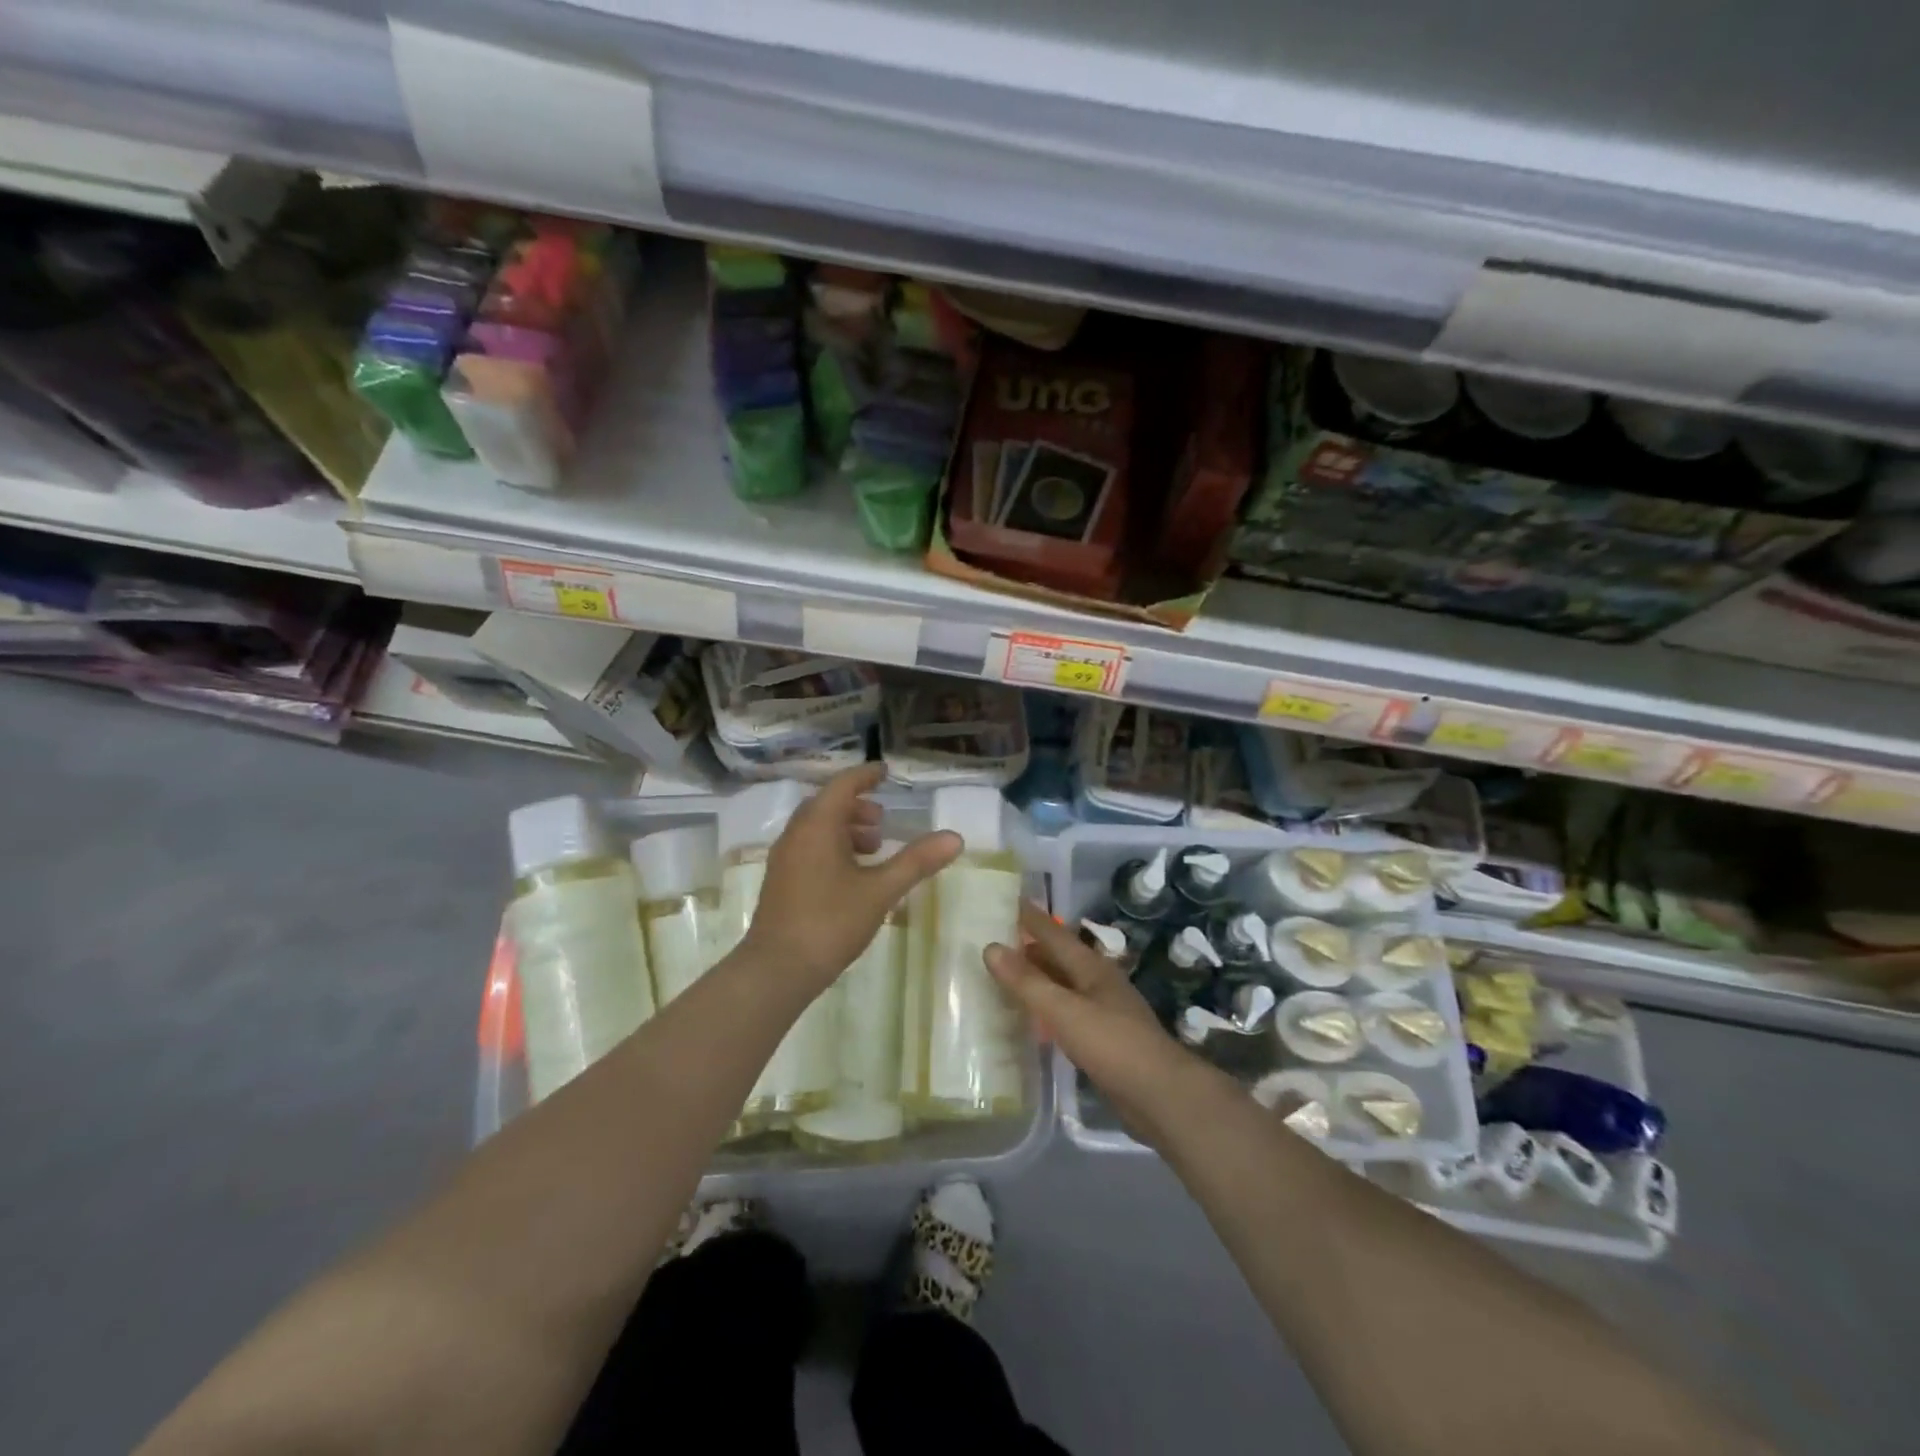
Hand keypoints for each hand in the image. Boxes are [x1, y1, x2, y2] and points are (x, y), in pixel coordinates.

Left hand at [741, 764, 960, 994]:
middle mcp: (796, 834)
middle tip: (883, 820)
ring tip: (874, 848)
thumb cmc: (830, 922)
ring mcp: (784, 859)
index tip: (885, 771)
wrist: (776, 970)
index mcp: (817, 826)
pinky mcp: (781, 881)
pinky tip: (852, 875)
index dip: (865, 776)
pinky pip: (808, 847)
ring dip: (845, 829)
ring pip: (816, 828)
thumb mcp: (880, 890)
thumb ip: (916, 861)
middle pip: (826, 805)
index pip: (842, 785)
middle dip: (856, 806)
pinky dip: (832, 846)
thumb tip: (955, 837)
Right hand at [986, 904, 1209, 1140]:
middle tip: (995, 940)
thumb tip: (990, 947)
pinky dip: (1046, 1008)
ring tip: (1005, 977)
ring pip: (1062, 985)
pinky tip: (1031, 1020)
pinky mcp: (1103, 1039)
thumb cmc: (1112, 1044)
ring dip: (1037, 978)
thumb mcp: (1064, 1011)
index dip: (1031, 917)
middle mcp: (1098, 982)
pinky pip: (1066, 1013)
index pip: (1054, 933)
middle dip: (1030, 947)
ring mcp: (1103, 1011)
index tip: (1007, 900)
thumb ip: (1027, 982)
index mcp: (1091, 967)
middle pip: (1059, 958)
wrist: (1161, 1096)